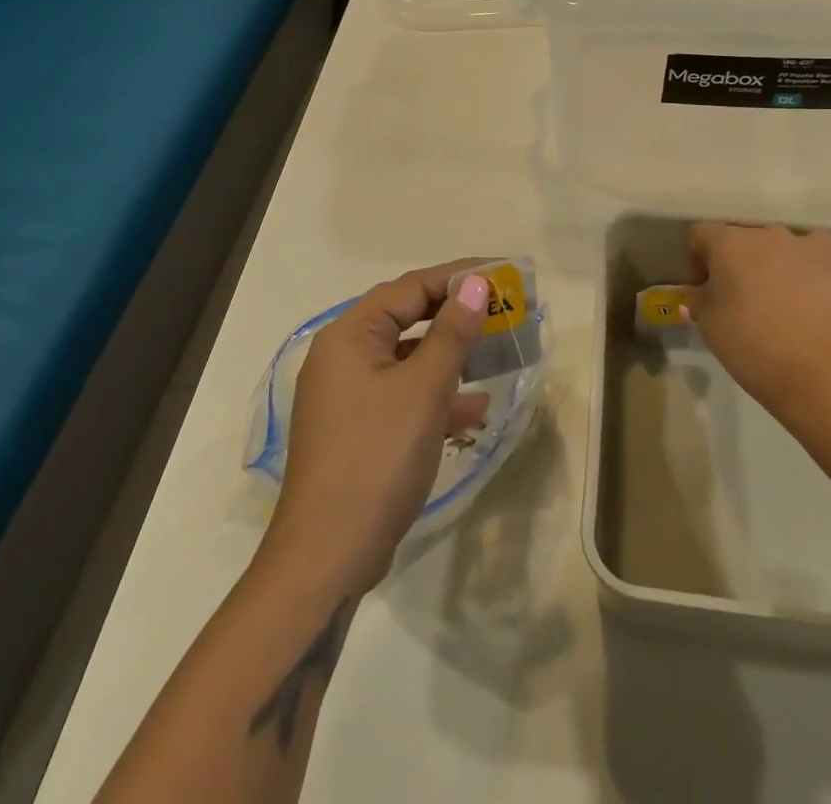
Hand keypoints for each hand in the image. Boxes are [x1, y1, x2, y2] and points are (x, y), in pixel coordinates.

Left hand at [264, 261, 492, 592]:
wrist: (327, 558)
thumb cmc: (375, 460)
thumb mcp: (422, 391)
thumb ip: (451, 334)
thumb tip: (475, 284)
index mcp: (349, 336)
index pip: (410, 288)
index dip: (457, 276)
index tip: (502, 273)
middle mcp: (344, 356)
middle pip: (407, 318)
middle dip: (456, 315)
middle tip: (503, 308)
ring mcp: (348, 395)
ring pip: (408, 358)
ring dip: (451, 355)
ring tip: (497, 352)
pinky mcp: (359, 429)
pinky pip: (403, 395)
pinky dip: (437, 394)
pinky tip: (475, 409)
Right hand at [685, 223, 830, 423]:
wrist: (821, 372)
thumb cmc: (753, 347)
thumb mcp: (708, 325)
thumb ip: (698, 298)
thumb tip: (702, 290)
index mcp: (727, 243)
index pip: (700, 234)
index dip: (697, 260)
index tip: (704, 288)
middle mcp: (764, 232)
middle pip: (740, 237)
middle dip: (735, 261)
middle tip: (740, 295)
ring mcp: (802, 241)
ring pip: (776, 244)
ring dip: (770, 262)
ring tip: (779, 297)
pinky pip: (813, 248)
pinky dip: (806, 262)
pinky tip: (809, 288)